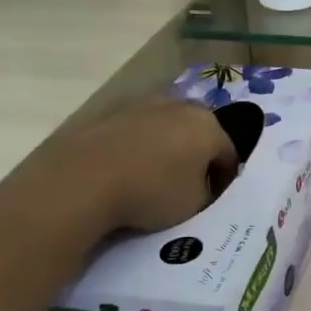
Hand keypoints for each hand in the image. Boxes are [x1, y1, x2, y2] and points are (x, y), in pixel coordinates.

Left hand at [5, 96, 237, 240]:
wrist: (82, 181)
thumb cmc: (151, 192)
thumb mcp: (194, 205)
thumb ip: (205, 191)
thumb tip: (199, 184)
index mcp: (208, 126)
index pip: (229, 154)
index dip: (225, 179)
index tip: (215, 199)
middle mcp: (179, 106)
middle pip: (197, 133)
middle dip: (196, 156)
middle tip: (187, 185)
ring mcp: (141, 105)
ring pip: (164, 129)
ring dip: (165, 148)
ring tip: (152, 178)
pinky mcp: (108, 114)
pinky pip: (133, 133)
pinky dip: (135, 149)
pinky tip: (125, 172)